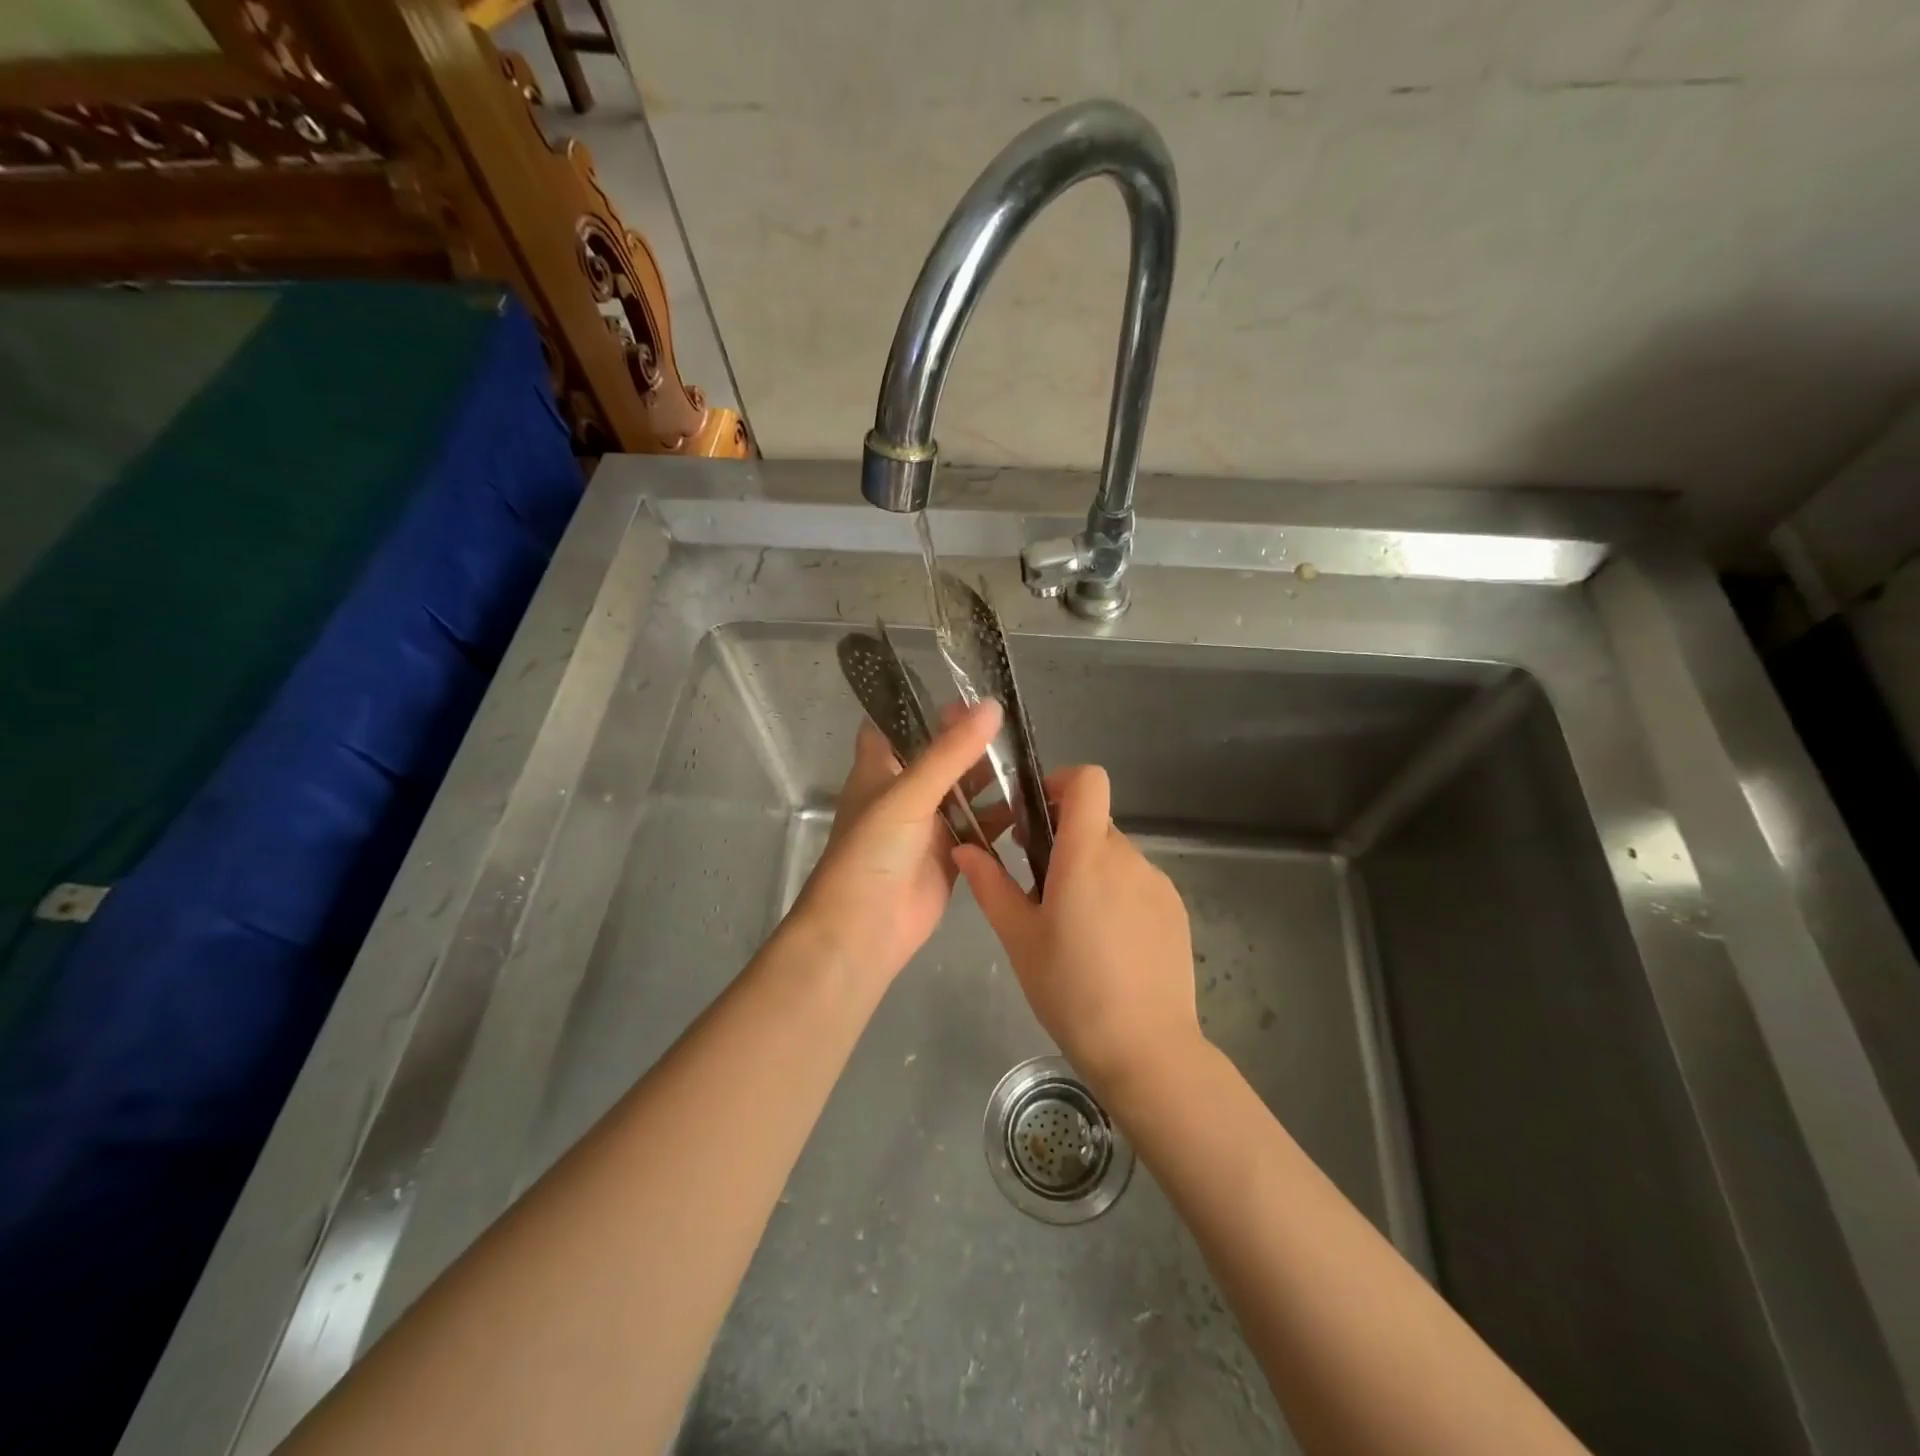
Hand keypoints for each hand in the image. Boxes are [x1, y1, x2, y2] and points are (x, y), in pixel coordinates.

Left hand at [790, 701, 1002, 986]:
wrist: (864, 929)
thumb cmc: (873, 851)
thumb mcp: (909, 793)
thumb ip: (950, 752)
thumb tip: (991, 705)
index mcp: (879, 770)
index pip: (893, 726)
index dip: (920, 707)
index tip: (961, 690)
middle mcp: (903, 793)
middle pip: (938, 757)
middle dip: (969, 741)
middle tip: (1012, 721)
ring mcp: (927, 825)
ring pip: (963, 792)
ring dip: (990, 778)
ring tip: (1030, 757)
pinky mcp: (950, 855)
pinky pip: (979, 829)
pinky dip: (1001, 818)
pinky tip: (1032, 804)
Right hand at [954, 765, 1199, 1094]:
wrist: (1147, 1049)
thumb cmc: (1071, 990)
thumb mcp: (1019, 938)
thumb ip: (990, 885)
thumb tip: (965, 848)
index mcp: (1087, 855)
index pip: (1088, 780)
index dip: (1061, 782)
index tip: (1035, 815)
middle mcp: (1128, 857)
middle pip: (1095, 821)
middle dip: (1064, 838)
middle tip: (1039, 883)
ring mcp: (1158, 883)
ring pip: (1115, 855)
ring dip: (1090, 869)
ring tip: (1072, 924)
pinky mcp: (1175, 910)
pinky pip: (1138, 883)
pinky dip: (1117, 893)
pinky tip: (1106, 944)